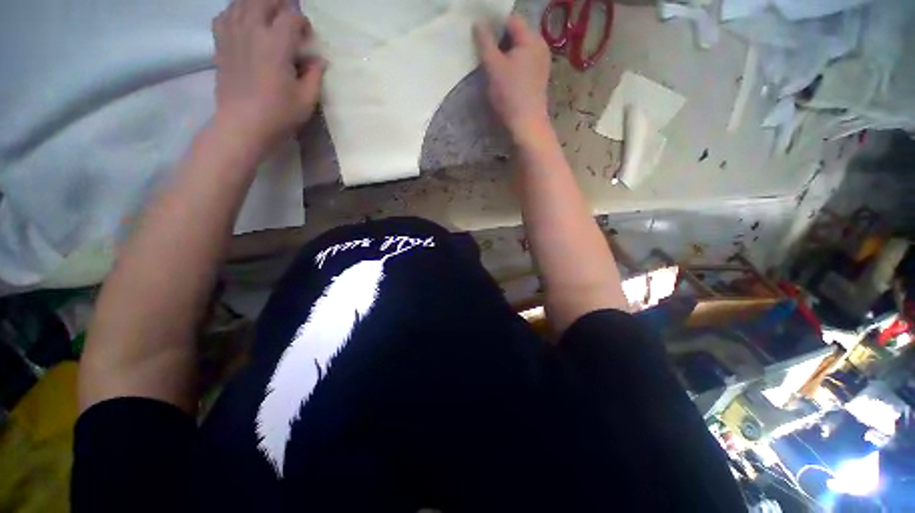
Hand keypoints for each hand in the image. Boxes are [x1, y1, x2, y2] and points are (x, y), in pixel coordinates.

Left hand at [212, 0, 322, 148]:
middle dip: (281, 4)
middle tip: (289, 18)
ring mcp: (232, 34)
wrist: (242, 125)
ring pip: (242, 2)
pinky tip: (243, 21)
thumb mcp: (307, 100)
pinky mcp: (220, 43)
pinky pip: (224, 15)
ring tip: (268, 14)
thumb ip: (315, 76)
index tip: (308, 36)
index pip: (292, 17)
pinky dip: (235, 12)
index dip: (303, 22)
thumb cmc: (279, 115)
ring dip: (258, 4)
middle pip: (265, 0)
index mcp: (276, 44)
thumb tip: (319, 60)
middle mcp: (252, 30)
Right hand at [474, 15, 551, 138]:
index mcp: (531, 39)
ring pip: (519, 49)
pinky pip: (524, 62)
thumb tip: (478, 23)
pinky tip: (505, 77)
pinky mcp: (539, 77)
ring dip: (505, 54)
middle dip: (500, 41)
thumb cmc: (510, 94)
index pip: (511, 20)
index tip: (481, 38)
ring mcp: (541, 62)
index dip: (494, 25)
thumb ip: (485, 42)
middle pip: (516, 34)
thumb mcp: (493, 66)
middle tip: (485, 54)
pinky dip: (513, 65)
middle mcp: (540, 46)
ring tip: (493, 67)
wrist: (527, 124)